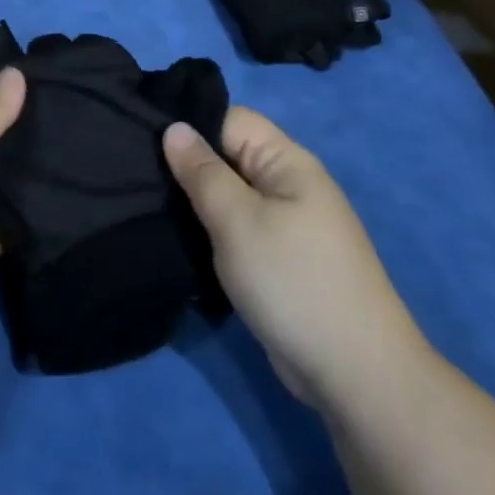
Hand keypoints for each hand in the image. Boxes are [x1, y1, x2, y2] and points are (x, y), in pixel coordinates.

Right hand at [164, 107, 429, 412]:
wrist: (355, 374)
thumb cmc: (293, 282)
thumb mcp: (238, 221)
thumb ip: (202, 172)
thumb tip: (174, 127)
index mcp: (288, 161)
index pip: (230, 120)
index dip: (191, 127)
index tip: (145, 143)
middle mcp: (290, 185)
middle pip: (229, 157)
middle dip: (189, 168)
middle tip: (140, 180)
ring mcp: (288, 225)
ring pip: (231, 197)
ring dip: (198, 204)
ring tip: (151, 208)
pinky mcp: (281, 260)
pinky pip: (240, 230)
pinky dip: (214, 234)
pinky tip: (181, 241)